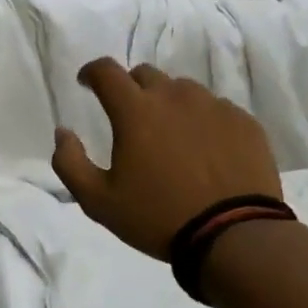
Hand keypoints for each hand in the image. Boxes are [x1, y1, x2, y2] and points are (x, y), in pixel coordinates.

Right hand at [52, 59, 280, 260]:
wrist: (235, 236)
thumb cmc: (158, 217)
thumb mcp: (98, 201)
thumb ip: (70, 162)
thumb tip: (63, 133)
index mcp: (135, 111)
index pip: (107, 71)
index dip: (92, 72)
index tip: (87, 83)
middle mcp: (174, 97)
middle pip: (146, 75)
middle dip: (131, 88)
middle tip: (130, 117)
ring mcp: (214, 106)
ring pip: (182, 90)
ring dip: (168, 103)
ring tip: (170, 135)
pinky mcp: (244, 122)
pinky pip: (216, 108)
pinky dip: (202, 120)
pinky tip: (204, 149)